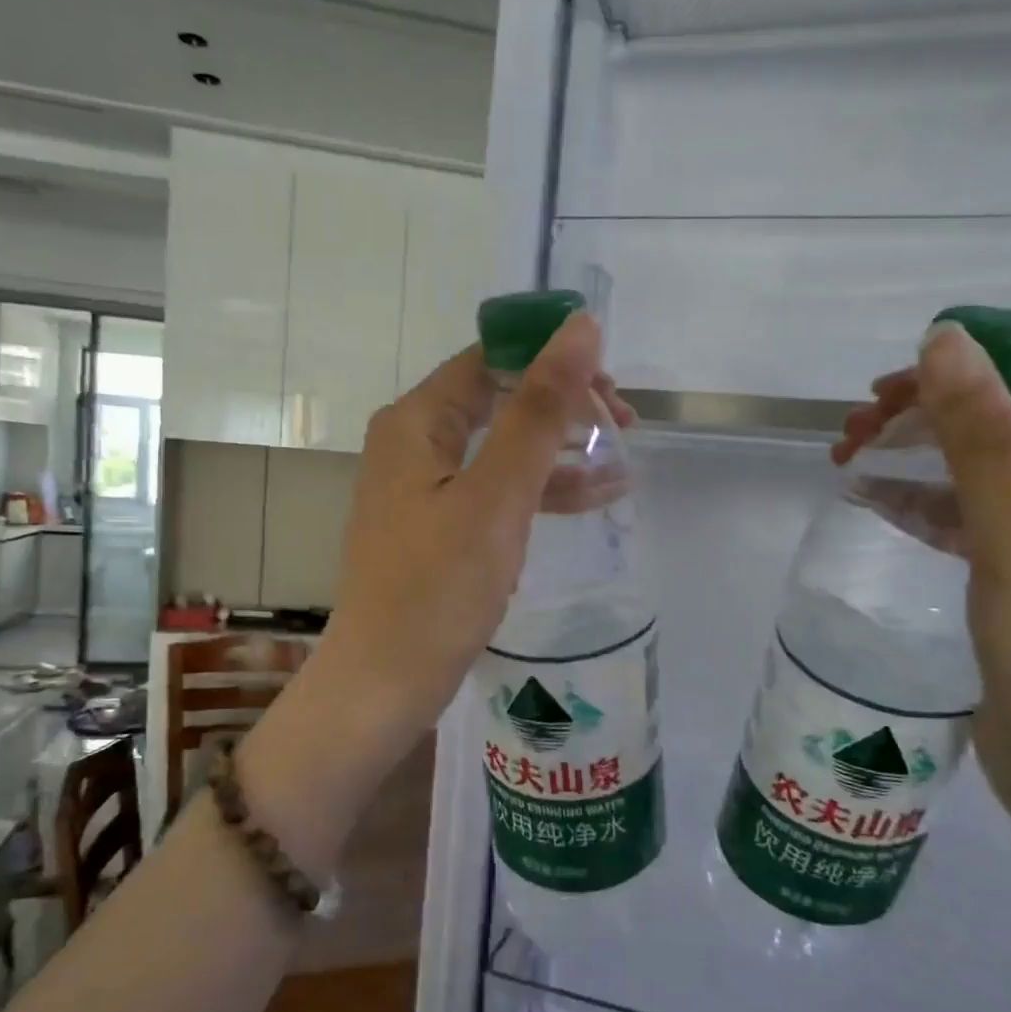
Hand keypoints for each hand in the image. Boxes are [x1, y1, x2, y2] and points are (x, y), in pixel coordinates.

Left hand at [310, 314, 631, 772]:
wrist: (385, 683)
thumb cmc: (437, 588)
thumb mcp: (497, 496)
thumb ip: (539, 411)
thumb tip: (579, 327)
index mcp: (416, 421)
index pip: (491, 359)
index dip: (552, 359)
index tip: (611, 385)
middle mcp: (414, 443)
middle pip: (499, 399)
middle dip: (564, 406)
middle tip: (625, 425)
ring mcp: (425, 487)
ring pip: (504, 447)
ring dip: (561, 449)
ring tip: (623, 460)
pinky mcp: (440, 527)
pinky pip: (497, 491)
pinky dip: (541, 491)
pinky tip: (596, 497)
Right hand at [837, 323, 1010, 842]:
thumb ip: (981, 440)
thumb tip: (945, 340)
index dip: (952, 389)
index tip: (874, 398)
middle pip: (1002, 442)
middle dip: (925, 429)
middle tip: (849, 434)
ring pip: (980, 487)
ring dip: (917, 469)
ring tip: (848, 462)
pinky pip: (971, 533)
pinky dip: (924, 514)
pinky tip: (876, 504)